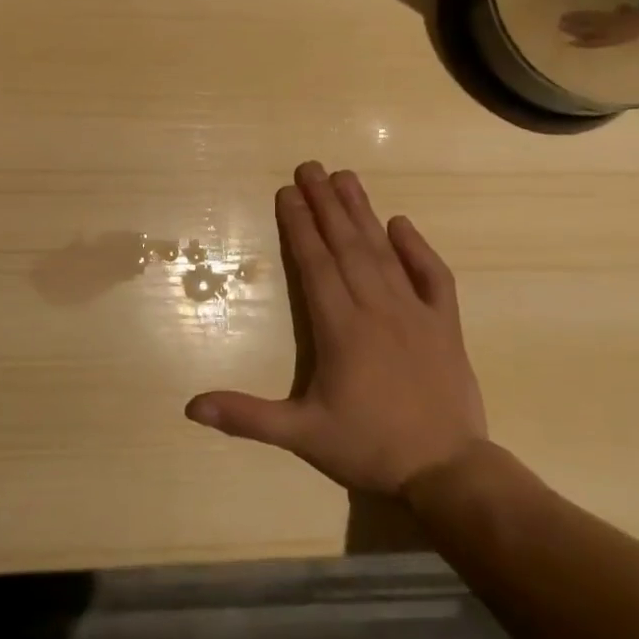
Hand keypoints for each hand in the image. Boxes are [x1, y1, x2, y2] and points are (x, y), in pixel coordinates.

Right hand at [185, 162, 486, 494]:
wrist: (447, 472)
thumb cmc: (369, 448)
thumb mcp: (301, 435)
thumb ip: (246, 417)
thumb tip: (191, 407)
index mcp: (340, 327)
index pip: (315, 264)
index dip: (299, 226)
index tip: (287, 192)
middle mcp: (375, 308)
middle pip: (346, 245)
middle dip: (325, 204)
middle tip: (310, 167)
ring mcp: (414, 312)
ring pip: (383, 252)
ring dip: (362, 212)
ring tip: (346, 177)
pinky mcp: (444, 324)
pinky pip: (433, 276)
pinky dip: (418, 248)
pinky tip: (402, 224)